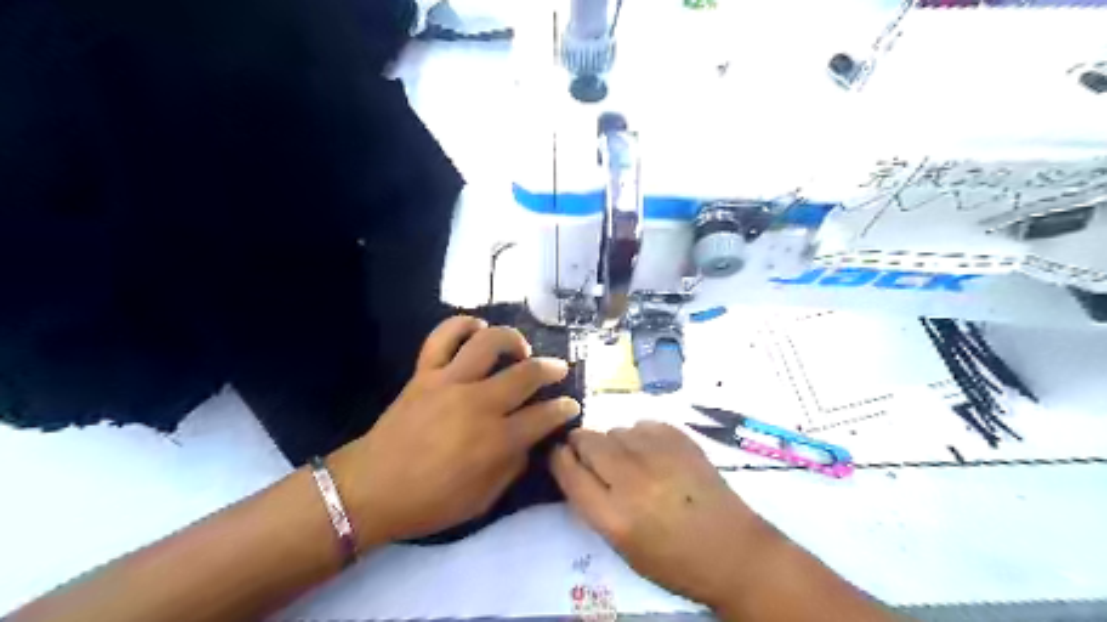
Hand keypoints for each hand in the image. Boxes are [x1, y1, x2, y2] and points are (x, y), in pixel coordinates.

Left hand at [333, 319, 583, 546]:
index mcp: (496, 441)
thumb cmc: (430, 502)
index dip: (563, 409)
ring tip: (521, 349)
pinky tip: (477, 328)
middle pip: (525, 374)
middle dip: (551, 369)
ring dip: (514, 339)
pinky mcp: (425, 373)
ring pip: (489, 343)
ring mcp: (450, 382)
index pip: (543, 416)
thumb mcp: (483, 500)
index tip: (571, 405)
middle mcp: (478, 404)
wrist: (371, 489)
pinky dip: (462, 324)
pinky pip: (443, 336)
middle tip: (559, 369)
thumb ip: (512, 467)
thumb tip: (529, 440)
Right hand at [550, 424, 775, 607]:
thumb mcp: (623, 546)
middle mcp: (632, 480)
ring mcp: (659, 455)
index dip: (558, 458)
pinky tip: (652, 453)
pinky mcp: (681, 440)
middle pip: (588, 441)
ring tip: (629, 459)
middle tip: (589, 452)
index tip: (559, 453)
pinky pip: (644, 424)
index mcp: (613, 516)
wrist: (733, 552)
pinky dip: (640, 435)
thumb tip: (578, 466)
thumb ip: (595, 504)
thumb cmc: (674, 561)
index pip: (569, 471)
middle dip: (581, 443)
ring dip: (614, 442)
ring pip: (616, 430)